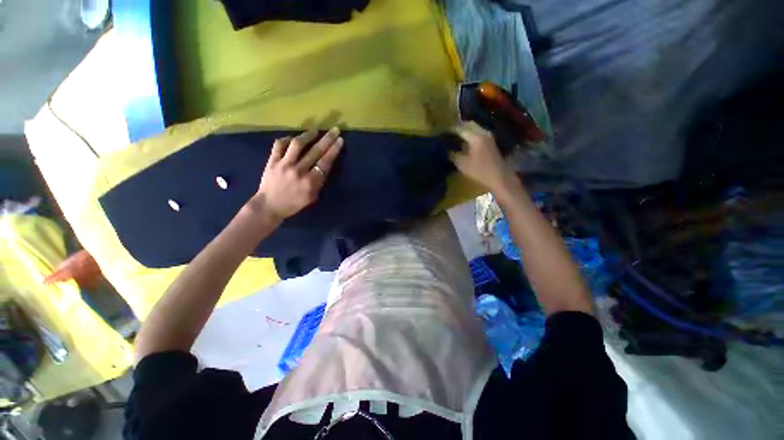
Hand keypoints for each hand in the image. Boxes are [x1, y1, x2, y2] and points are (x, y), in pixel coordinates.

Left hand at [252, 128, 343, 219]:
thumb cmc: (294, 203)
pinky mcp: (272, 161)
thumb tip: (324, 166)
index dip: (334, 150)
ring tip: (315, 130)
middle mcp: (298, 170)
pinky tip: (293, 138)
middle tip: (334, 130)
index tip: (340, 140)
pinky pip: (279, 145)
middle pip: (315, 151)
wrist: (270, 206)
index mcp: (310, 182)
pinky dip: (287, 139)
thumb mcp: (312, 196)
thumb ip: (319, 182)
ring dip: (308, 135)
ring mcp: (284, 164)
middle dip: (327, 139)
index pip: (325, 162)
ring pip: (297, 144)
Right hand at [451, 122, 517, 194]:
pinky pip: (478, 133)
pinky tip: (465, 142)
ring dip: (465, 131)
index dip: (450, 130)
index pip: (460, 129)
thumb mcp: (462, 164)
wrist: (499, 177)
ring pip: (475, 128)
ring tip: (456, 137)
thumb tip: (446, 149)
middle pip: (469, 125)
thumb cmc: (479, 171)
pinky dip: (471, 135)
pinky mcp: (491, 142)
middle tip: (449, 133)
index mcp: (475, 137)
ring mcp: (488, 137)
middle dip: (459, 127)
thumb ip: (452, 155)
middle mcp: (483, 133)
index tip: (443, 133)